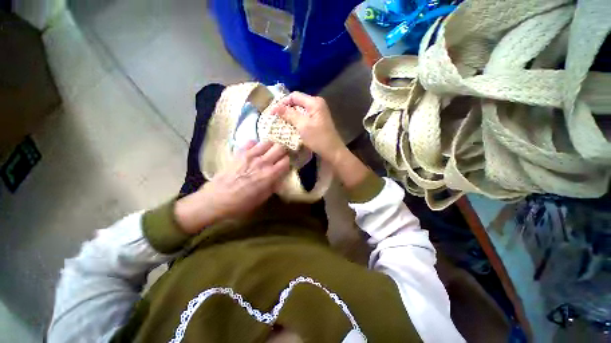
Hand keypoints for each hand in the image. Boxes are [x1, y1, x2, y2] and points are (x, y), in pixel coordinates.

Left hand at [174, 141, 289, 233]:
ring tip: (268, 151)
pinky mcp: (239, 153)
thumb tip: (279, 178)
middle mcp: (263, 162)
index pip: (286, 160)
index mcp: (270, 175)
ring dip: (271, 146)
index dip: (288, 161)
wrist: (216, 199)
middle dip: (282, 150)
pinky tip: (254, 151)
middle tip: (280, 155)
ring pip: (267, 142)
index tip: (286, 163)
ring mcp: (250, 155)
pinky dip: (255, 145)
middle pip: (280, 147)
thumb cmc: (241, 203)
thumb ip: (273, 186)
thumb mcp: (262, 198)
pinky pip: (251, 142)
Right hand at [270, 92, 345, 163]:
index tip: (272, 112)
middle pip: (297, 102)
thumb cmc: (318, 138)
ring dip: (290, 116)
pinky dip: (296, 121)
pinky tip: (291, 127)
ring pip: (300, 110)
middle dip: (286, 109)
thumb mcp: (303, 126)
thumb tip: (275, 107)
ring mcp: (318, 113)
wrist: (333, 152)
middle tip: (275, 118)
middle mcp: (317, 104)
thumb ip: (289, 114)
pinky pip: (304, 117)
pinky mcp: (317, 121)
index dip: (282, 103)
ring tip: (281, 123)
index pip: (294, 96)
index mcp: (314, 102)